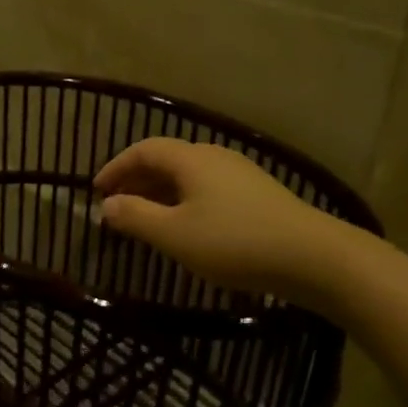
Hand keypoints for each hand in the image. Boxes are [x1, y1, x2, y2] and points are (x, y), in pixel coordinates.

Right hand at [94, 138, 344, 303]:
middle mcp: (215, 157)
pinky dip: (184, 202)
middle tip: (115, 207)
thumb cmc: (234, 242)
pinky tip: (185, 229)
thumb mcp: (174, 234)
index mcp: (191, 159)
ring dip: (160, 194)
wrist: (312, 256)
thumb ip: (136, 217)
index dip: (116, 167)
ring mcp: (239, 174)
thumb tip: (106, 205)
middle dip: (136, 181)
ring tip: (145, 220)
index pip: (144, 150)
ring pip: (188, 176)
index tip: (96, 191)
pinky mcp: (257, 195)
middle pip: (166, 160)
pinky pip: (207, 189)